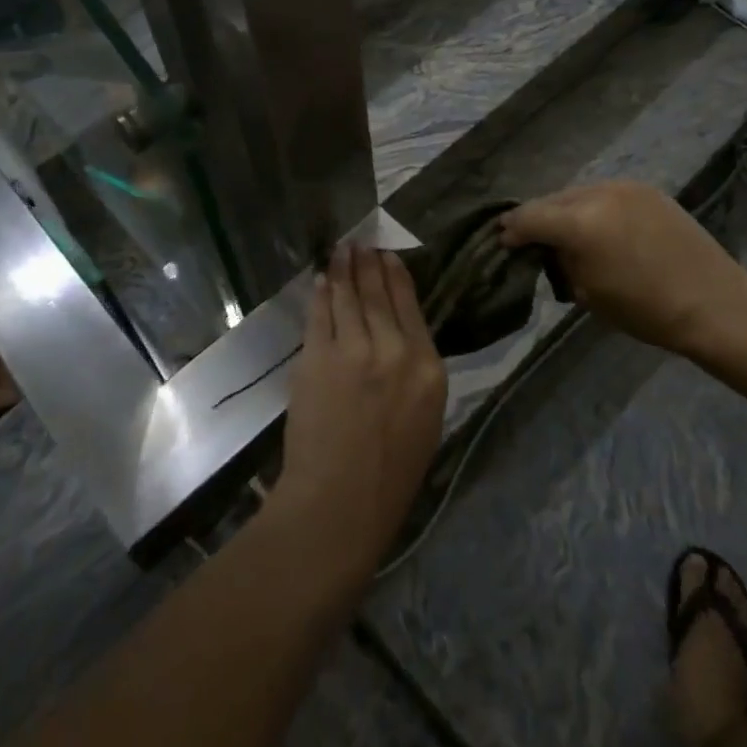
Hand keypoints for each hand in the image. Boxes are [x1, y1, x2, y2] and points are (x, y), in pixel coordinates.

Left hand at [275, 244, 447, 576]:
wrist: (340, 503)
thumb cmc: (392, 474)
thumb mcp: (425, 418)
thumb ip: (416, 371)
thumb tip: (398, 335)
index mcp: (428, 368)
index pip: (411, 306)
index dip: (396, 276)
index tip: (388, 256)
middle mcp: (395, 350)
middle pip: (378, 293)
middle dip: (367, 264)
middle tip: (360, 243)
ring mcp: (354, 350)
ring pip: (347, 297)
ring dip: (342, 269)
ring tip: (341, 250)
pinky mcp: (318, 358)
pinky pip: (320, 315)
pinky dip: (320, 294)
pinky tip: (320, 280)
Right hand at [502, 181, 746, 360]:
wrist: (713, 301)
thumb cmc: (645, 310)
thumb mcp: (588, 293)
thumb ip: (561, 262)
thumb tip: (549, 248)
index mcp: (579, 224)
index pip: (527, 217)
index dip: (510, 230)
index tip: (503, 241)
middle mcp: (597, 194)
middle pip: (551, 200)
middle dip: (538, 219)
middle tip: (532, 240)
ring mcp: (624, 187)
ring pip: (577, 194)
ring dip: (566, 211)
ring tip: (568, 234)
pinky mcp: (645, 189)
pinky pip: (604, 194)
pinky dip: (593, 208)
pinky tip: (600, 228)